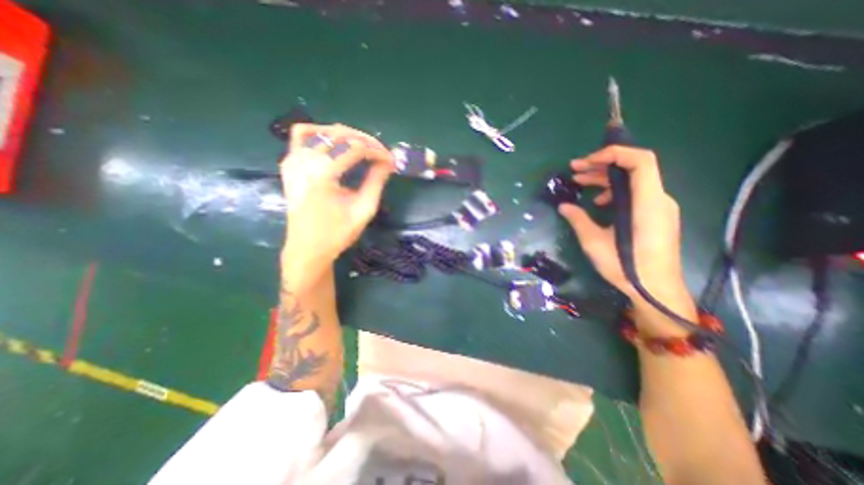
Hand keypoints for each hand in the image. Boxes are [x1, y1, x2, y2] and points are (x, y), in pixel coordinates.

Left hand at [280, 121, 393, 280]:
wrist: (307, 248)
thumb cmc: (337, 233)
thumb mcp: (364, 209)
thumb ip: (376, 181)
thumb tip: (388, 161)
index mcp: (322, 176)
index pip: (354, 149)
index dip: (376, 151)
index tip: (391, 160)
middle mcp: (304, 161)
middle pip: (339, 134)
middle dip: (365, 141)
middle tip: (381, 154)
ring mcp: (292, 160)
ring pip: (321, 131)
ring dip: (346, 135)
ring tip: (363, 148)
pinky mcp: (289, 164)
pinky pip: (302, 136)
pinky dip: (320, 133)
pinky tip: (334, 143)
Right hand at [560, 144, 689, 310]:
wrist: (656, 290)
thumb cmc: (626, 267)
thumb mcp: (595, 243)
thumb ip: (579, 220)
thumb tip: (563, 206)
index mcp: (647, 203)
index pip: (641, 161)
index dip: (614, 153)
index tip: (586, 162)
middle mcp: (658, 199)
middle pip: (634, 168)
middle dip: (602, 164)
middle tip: (575, 169)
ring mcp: (659, 207)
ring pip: (633, 180)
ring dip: (605, 178)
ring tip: (580, 182)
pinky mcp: (655, 215)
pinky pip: (635, 193)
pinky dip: (614, 191)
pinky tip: (597, 203)